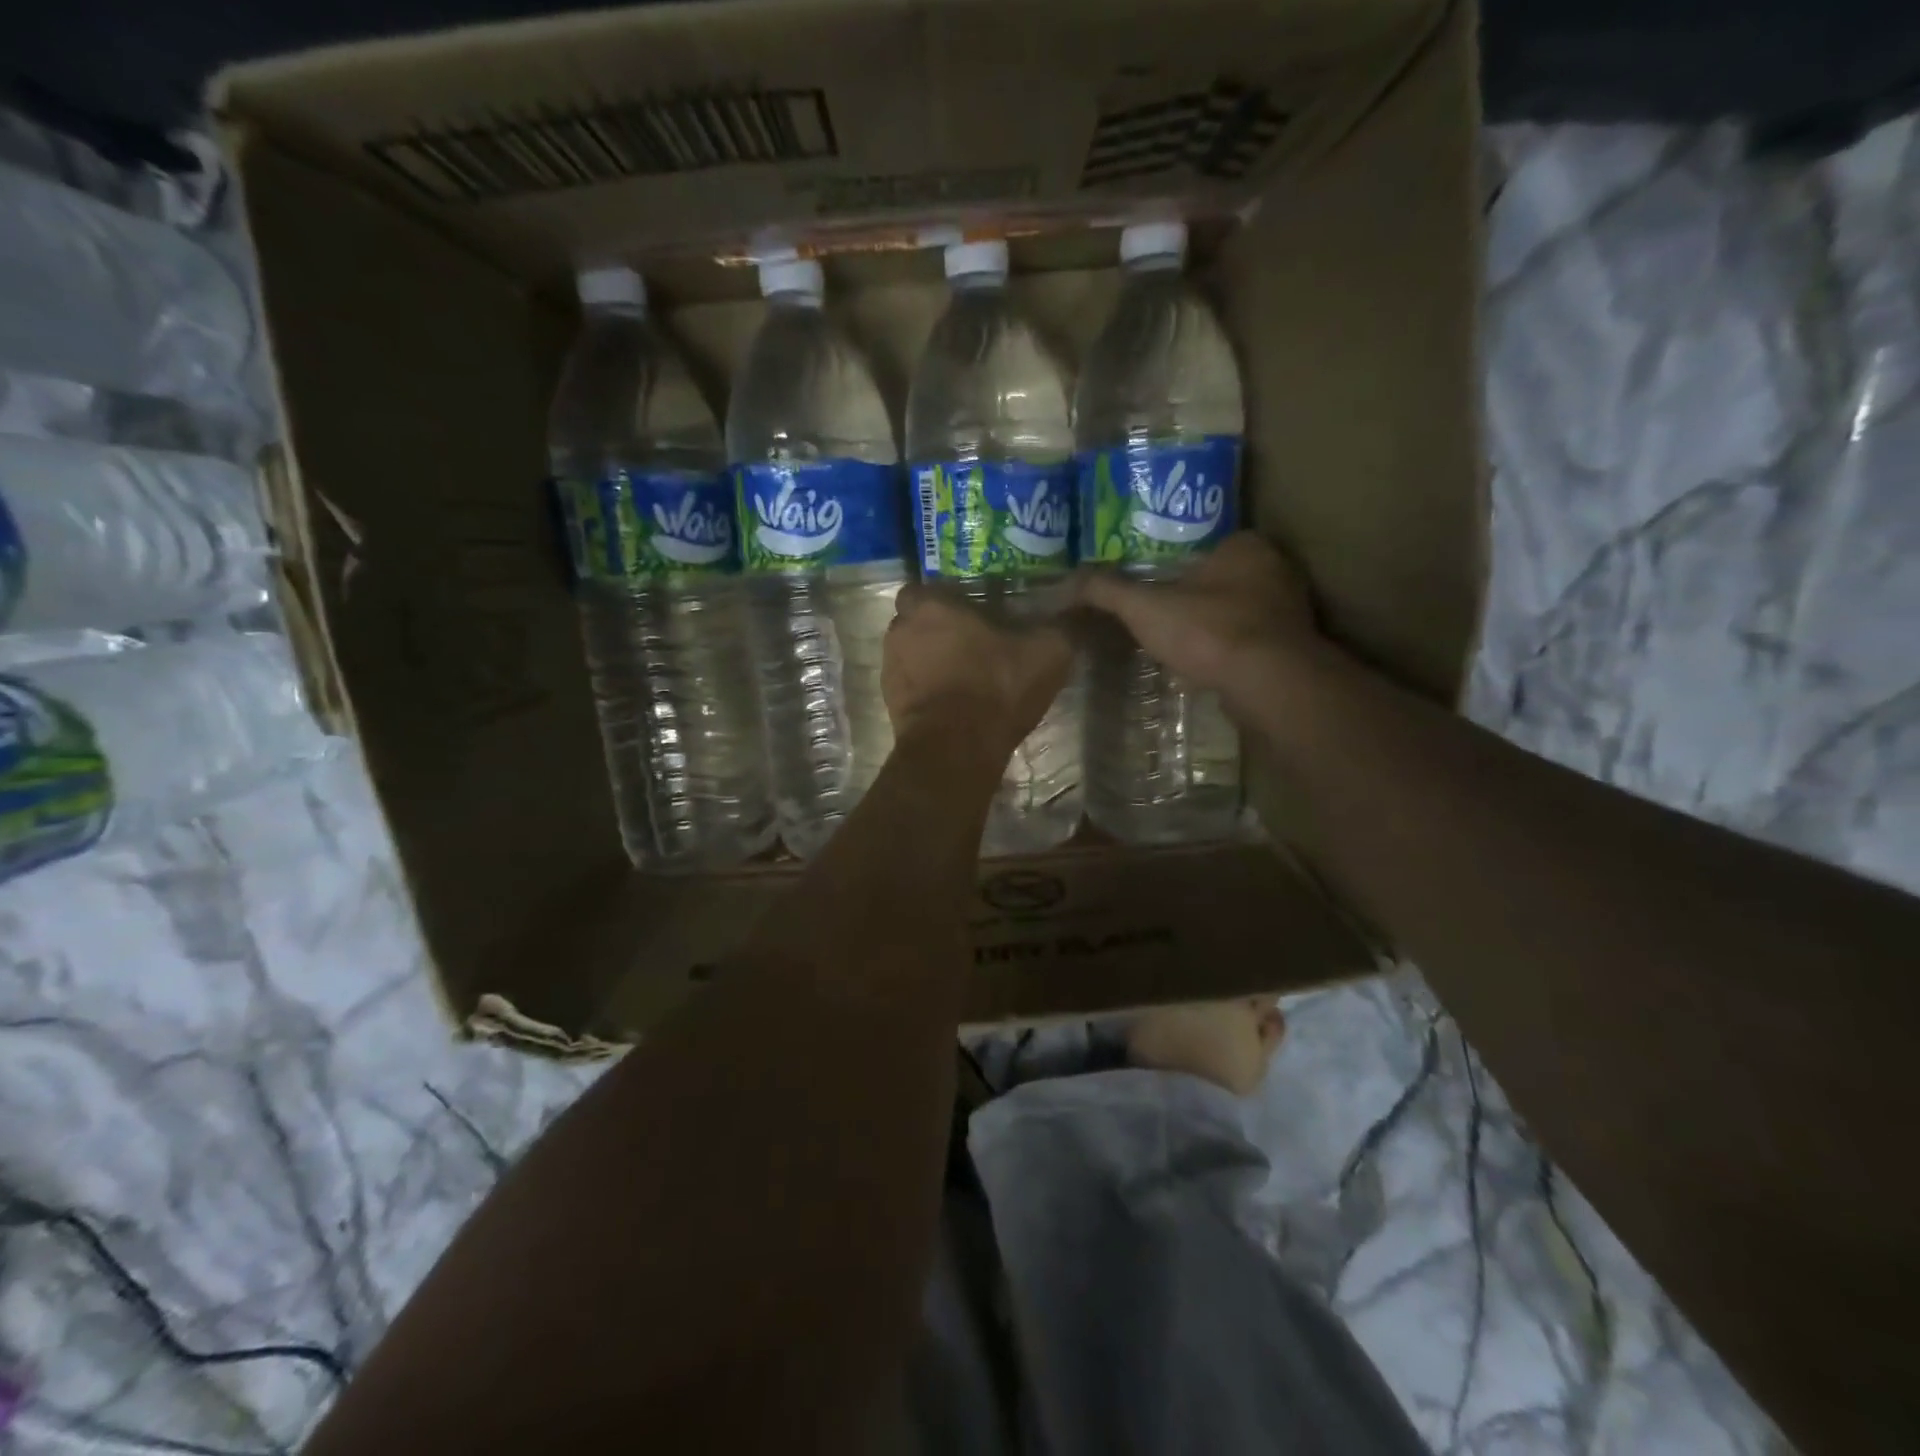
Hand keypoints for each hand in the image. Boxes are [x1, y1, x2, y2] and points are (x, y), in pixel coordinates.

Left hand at [883, 583, 1071, 762]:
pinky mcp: (890, 703)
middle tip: (969, 644)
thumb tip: (1080, 610)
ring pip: (909, 654)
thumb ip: (1062, 627)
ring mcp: (889, 669)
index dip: (943, 600)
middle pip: (914, 621)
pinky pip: (908, 687)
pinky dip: (924, 691)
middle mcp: (900, 631)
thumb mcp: (1046, 654)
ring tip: (962, 676)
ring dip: (928, 661)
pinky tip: (952, 704)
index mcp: (931, 607)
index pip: (924, 589)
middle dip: (935, 630)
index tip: (967, 612)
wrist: (956, 749)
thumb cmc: (996, 688)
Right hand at [1074, 532, 1317, 702]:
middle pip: (1225, 579)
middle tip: (1164, 616)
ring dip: (1217, 625)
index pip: (1207, 546)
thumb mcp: (1145, 608)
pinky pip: (1254, 641)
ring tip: (1182, 643)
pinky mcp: (1295, 647)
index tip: (1155, 587)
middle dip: (1198, 596)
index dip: (1179, 566)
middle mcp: (1275, 570)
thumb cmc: (1208, 631)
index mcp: (1245, 546)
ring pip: (1242, 611)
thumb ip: (1108, 591)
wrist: (1267, 684)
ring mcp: (1290, 610)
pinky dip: (1233, 650)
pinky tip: (1210, 666)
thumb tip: (1070, 580)